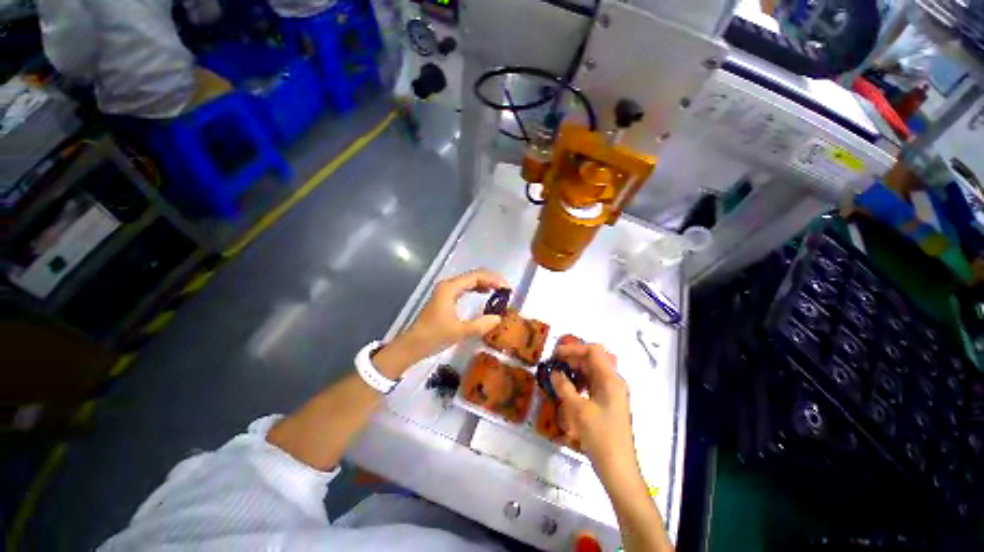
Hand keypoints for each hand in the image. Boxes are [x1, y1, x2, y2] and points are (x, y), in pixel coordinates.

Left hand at [373, 269, 506, 377]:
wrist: (412, 345)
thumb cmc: (433, 337)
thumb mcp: (459, 332)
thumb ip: (480, 325)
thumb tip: (498, 318)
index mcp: (450, 288)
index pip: (476, 276)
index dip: (493, 280)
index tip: (507, 288)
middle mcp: (448, 285)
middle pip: (474, 276)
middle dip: (491, 280)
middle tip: (506, 290)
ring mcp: (446, 291)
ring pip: (469, 281)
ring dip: (485, 284)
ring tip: (499, 291)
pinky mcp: (445, 298)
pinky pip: (465, 288)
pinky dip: (477, 289)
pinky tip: (484, 294)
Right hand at [550, 343, 636, 473]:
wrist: (618, 469)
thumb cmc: (600, 436)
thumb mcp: (578, 410)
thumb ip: (564, 387)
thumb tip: (554, 373)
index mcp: (610, 379)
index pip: (593, 351)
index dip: (573, 349)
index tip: (556, 354)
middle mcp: (614, 382)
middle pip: (593, 359)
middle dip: (573, 359)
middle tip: (555, 365)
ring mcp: (613, 393)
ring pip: (593, 371)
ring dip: (576, 370)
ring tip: (559, 376)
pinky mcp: (609, 403)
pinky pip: (593, 384)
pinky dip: (581, 382)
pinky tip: (569, 390)